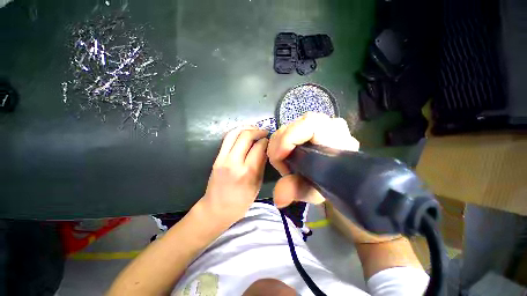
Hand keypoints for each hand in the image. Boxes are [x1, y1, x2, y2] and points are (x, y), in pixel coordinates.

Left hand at [201, 126, 268, 224]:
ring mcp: (222, 159)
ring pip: (234, 133)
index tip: (269, 140)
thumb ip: (261, 165)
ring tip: (254, 129)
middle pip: (246, 136)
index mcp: (248, 172)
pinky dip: (237, 133)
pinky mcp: (216, 158)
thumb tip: (265, 149)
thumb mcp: (257, 185)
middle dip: (257, 131)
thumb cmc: (241, 202)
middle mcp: (234, 162)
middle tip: (264, 132)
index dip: (266, 141)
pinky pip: (227, 139)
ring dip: (246, 128)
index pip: (259, 147)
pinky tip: (244, 134)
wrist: (216, 209)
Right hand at [267, 112, 359, 207]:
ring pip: (293, 124)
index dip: (288, 138)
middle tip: (280, 162)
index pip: (310, 124)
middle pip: (297, 124)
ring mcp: (325, 122)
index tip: (277, 156)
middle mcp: (334, 126)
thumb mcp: (310, 191)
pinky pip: (293, 126)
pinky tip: (286, 151)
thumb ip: (294, 191)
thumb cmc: (327, 184)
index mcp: (337, 141)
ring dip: (281, 142)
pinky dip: (284, 139)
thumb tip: (278, 198)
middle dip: (280, 143)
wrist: (337, 177)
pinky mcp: (316, 124)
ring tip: (283, 159)